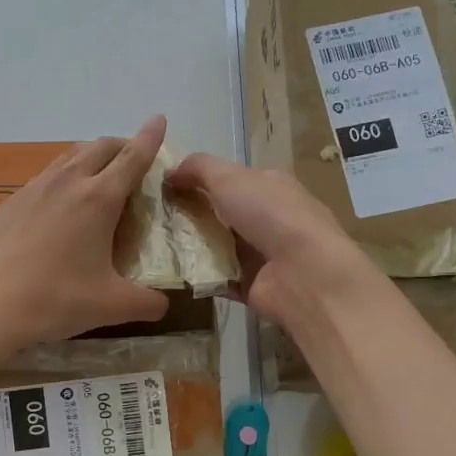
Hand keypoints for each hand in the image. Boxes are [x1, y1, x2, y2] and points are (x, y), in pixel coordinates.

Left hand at [0, 117, 172, 364]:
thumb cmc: (53, 300)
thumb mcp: (110, 306)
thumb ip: (145, 303)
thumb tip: (163, 306)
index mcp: (99, 198)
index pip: (132, 158)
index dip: (150, 138)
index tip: (159, 119)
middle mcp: (67, 183)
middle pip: (99, 147)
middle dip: (121, 146)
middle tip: (133, 158)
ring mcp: (33, 190)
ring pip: (68, 158)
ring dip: (89, 158)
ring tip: (97, 176)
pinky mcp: (8, 204)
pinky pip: (44, 178)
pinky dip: (62, 179)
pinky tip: (57, 205)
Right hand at [165, 153, 380, 327]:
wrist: (304, 273)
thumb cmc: (270, 214)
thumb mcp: (229, 177)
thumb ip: (197, 168)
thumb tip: (169, 172)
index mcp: (269, 187)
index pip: (229, 180)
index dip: (196, 181)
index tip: (162, 189)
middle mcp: (267, 219)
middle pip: (219, 214)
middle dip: (188, 216)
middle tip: (151, 220)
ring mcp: (261, 255)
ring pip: (216, 247)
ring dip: (189, 247)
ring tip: (153, 246)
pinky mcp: (251, 286)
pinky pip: (217, 278)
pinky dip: (197, 277)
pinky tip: (169, 273)